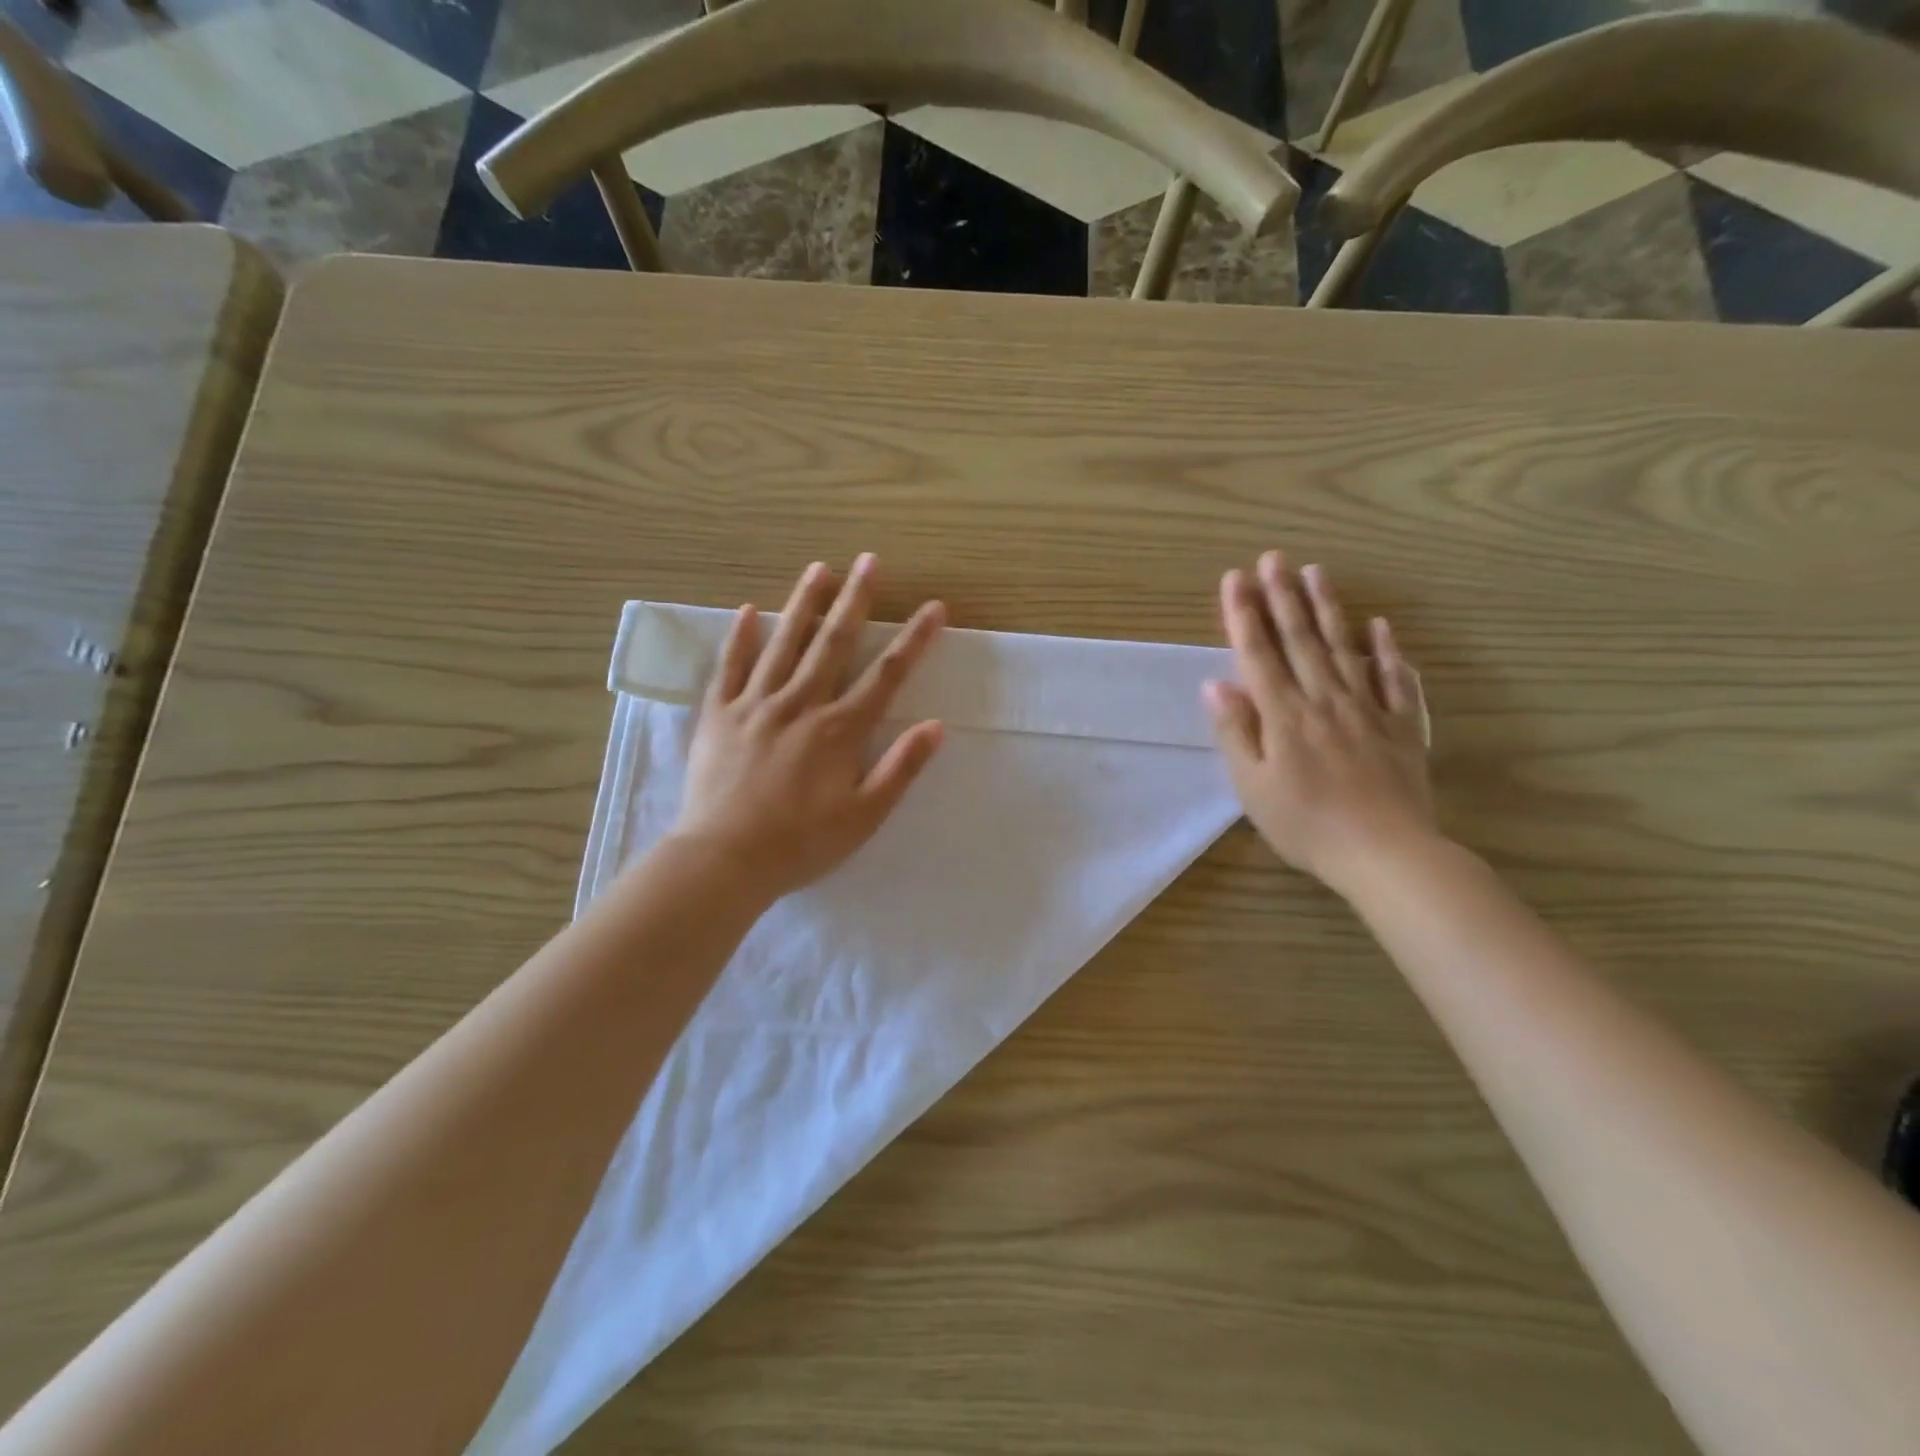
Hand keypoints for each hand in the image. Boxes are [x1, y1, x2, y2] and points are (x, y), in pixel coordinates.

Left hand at [669, 556, 945, 902]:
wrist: (724, 859)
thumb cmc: (801, 843)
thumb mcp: (864, 816)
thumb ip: (900, 769)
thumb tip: (936, 726)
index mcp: (840, 730)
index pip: (887, 676)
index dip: (914, 640)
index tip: (934, 607)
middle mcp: (801, 705)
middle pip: (834, 643)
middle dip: (856, 600)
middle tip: (870, 561)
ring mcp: (756, 704)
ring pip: (784, 643)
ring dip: (804, 603)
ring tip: (819, 568)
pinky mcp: (719, 714)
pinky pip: (731, 667)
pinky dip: (741, 637)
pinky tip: (750, 610)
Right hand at [1203, 551, 1435, 894]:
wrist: (1385, 854)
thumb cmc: (1306, 825)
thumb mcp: (1252, 786)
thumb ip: (1236, 731)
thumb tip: (1216, 683)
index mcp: (1284, 716)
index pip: (1258, 654)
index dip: (1244, 615)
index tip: (1235, 579)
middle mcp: (1324, 700)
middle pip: (1300, 640)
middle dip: (1282, 597)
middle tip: (1273, 557)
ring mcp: (1367, 709)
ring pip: (1344, 648)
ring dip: (1328, 609)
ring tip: (1316, 571)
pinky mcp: (1402, 726)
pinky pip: (1395, 680)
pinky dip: (1387, 651)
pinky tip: (1380, 627)